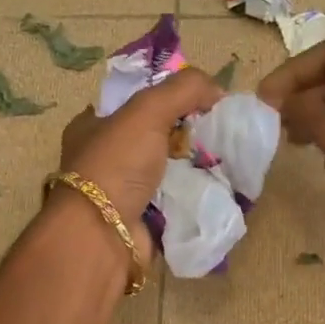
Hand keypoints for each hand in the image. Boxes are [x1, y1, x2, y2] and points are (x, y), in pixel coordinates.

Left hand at [55, 68, 223, 261]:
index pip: (136, 101)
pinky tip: (222, 186)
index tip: (203, 99)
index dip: (169, 96)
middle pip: (158, 135)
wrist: (104, 235)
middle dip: (189, 133)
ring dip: (197, 166)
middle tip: (220, 131)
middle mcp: (107, 157)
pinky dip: (197, 195)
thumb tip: (217, 89)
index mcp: (94, 126)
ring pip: (171, 170)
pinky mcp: (144, 219)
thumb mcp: (147, 110)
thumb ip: (183, 89)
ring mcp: (125, 191)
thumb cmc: (116, 165)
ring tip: (230, 158)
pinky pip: (178, 200)